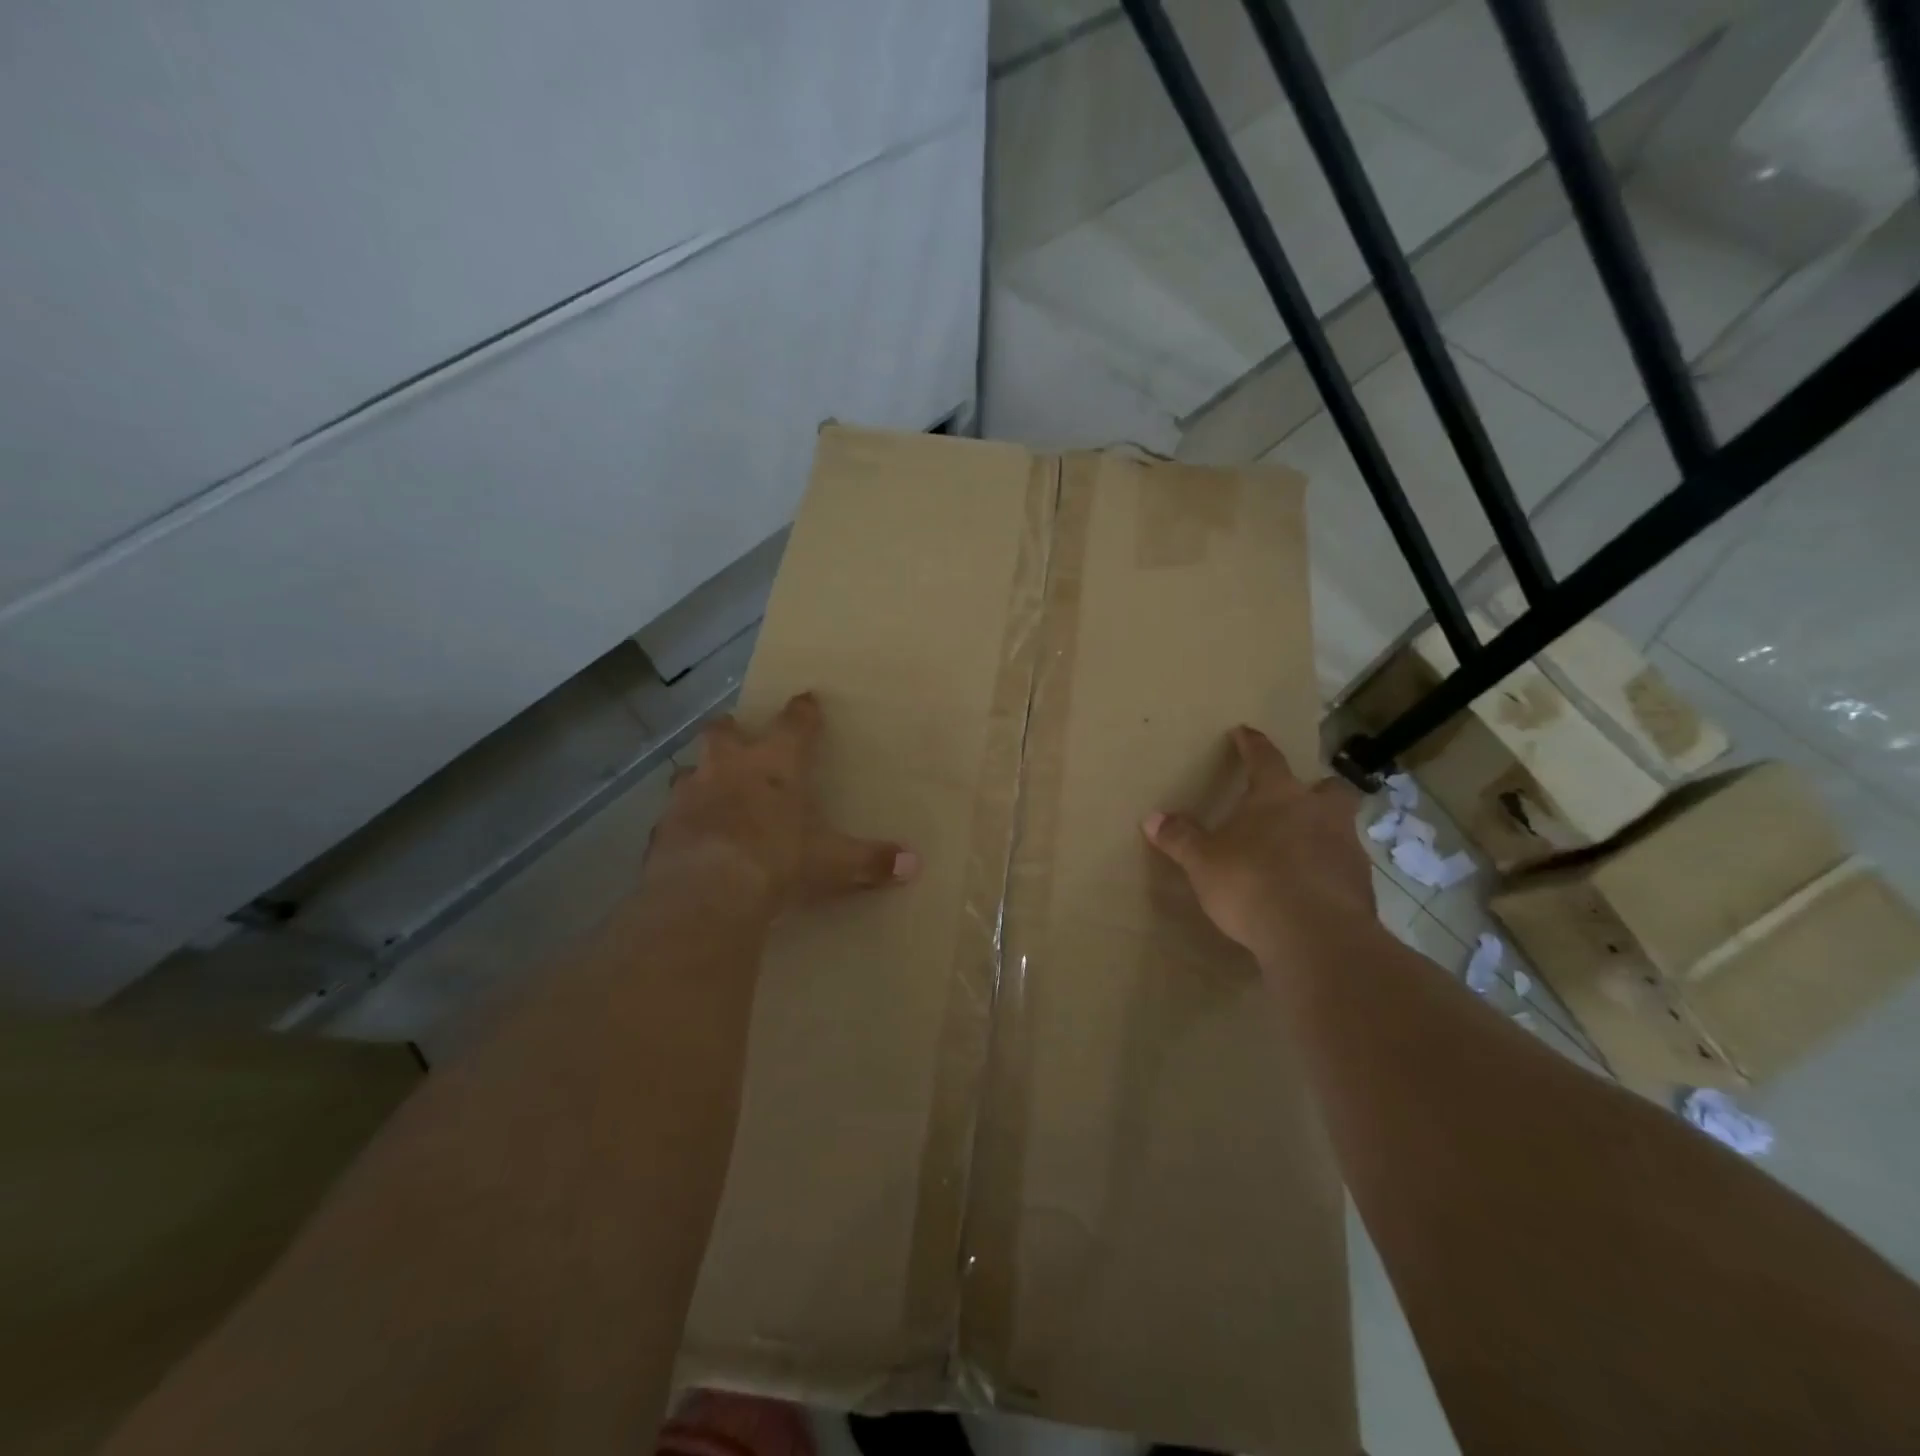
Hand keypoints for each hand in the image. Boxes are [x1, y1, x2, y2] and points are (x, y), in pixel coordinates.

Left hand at [650, 692, 918, 918]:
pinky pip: (673, 816)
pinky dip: (684, 822)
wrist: (708, 891)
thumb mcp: (831, 862)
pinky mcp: (662, 827)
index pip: (794, 723)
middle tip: (739, 737)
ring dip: (703, 776)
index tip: (807, 699)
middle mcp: (729, 767)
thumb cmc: (778, 859)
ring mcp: (690, 794)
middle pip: (724, 732)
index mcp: (776, 764)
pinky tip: (692, 838)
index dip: (803, 711)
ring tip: (712, 790)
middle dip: (733, 730)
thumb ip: (869, 860)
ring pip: (692, 770)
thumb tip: (913, 863)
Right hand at [1142, 726, 1370, 962]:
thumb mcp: (1203, 862)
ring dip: (1323, 834)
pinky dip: (1328, 873)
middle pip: (1328, 788)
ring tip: (1297, 853)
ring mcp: (1347, 849)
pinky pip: (1343, 869)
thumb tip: (1152, 818)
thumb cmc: (1251, 883)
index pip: (1265, 757)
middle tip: (1297, 801)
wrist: (1315, 936)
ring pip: (1340, 828)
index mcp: (1278, 795)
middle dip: (1315, 790)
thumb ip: (1181, 838)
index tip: (1244, 732)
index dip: (1252, 744)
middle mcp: (1319, 813)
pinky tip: (1309, 891)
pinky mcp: (1361, 887)